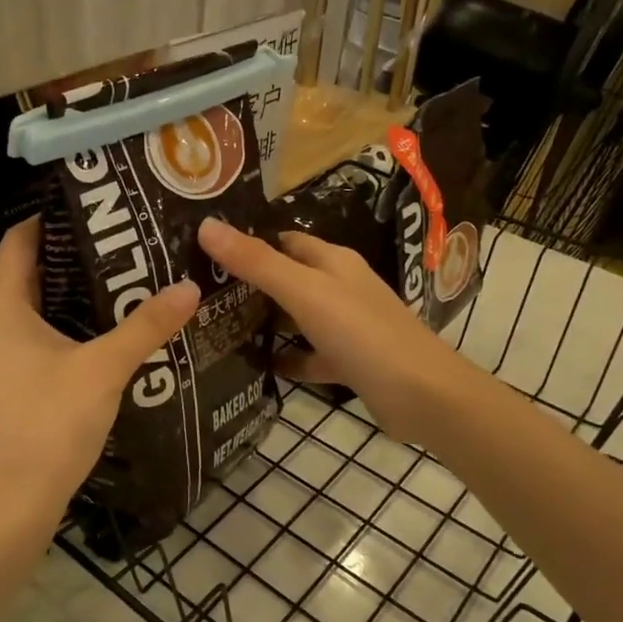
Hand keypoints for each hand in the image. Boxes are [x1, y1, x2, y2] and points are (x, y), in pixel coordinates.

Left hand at [0, 217, 198, 533]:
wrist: (9, 504)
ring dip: (61, 298)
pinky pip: (19, 340)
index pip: (18, 242)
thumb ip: (146, 325)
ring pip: (22, 311)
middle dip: (68, 261)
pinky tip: (89, 338)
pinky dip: (50, 329)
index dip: (51, 220)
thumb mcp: (105, 368)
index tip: (93, 210)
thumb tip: (190, 287)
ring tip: (113, 287)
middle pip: (22, 275)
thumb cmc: (49, 423)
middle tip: (118, 248)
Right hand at [196, 218, 474, 445]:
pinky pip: (309, 355)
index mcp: (332, 261)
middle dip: (249, 283)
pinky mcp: (349, 362)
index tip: (203, 251)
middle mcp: (339, 287)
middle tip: (198, 292)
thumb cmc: (362, 333)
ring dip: (264, 321)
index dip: (247, 242)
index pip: (282, 240)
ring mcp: (346, 326)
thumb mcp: (304, 292)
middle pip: (287, 277)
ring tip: (214, 327)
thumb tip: (206, 225)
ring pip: (296, 317)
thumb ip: (257, 262)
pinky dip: (286, 358)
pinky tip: (255, 367)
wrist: (424, 396)